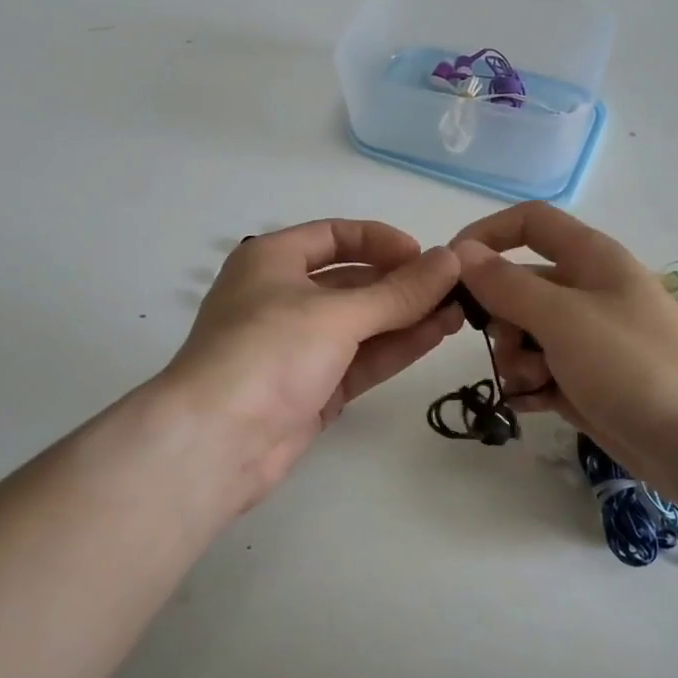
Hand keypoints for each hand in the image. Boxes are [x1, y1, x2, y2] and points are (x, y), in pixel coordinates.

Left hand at [161, 220, 462, 514]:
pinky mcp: (312, 389)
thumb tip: (451, 259)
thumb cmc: (268, 351)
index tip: (425, 255)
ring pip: (361, 324)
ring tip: (459, 311)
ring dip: (407, 316)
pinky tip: (436, 335)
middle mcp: (283, 298)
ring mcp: (298, 347)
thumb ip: (398, 291)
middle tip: (455, 287)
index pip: (334, 236)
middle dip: (402, 284)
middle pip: (352, 281)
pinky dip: (395, 347)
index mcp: (272, 260)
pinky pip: (360, 359)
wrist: (217, 441)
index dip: (381, 241)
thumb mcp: (336, 314)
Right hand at [452, 203, 677, 509]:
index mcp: (589, 260)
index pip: (528, 224)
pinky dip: (529, 387)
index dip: (486, 235)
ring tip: (535, 383)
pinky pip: (537, 374)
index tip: (450, 270)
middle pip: (516, 286)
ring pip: (522, 335)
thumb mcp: (564, 318)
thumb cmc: (635, 365)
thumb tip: (461, 252)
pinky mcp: (585, 382)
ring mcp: (585, 341)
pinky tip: (534, 405)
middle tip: (509, 347)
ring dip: (514, 359)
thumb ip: (507, 285)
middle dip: (499, 318)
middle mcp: (585, 293)